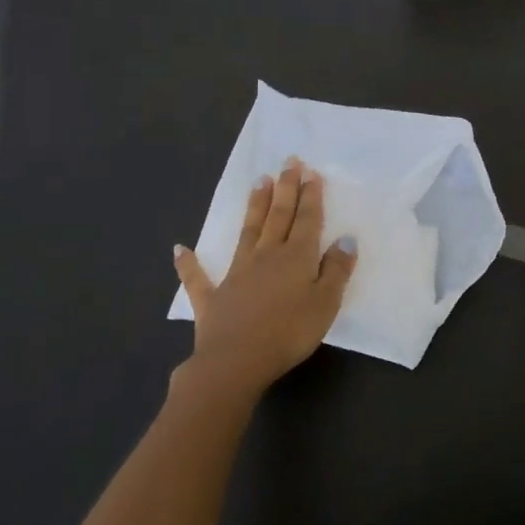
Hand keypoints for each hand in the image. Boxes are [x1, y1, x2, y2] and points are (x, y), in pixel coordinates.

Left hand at [173, 160, 356, 398]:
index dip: (310, 196)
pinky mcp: (213, 297)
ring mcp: (237, 274)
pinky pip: (199, 278)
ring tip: (259, 182)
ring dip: (254, 207)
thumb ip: (336, 270)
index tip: (311, 172)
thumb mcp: (326, 303)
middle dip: (285, 188)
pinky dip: (189, 264)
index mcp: (296, 257)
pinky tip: (180, 249)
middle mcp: (267, 256)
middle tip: (288, 162)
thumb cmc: (289, 333)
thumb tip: (345, 240)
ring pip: (248, 232)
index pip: (307, 220)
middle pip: (279, 216)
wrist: (236, 362)